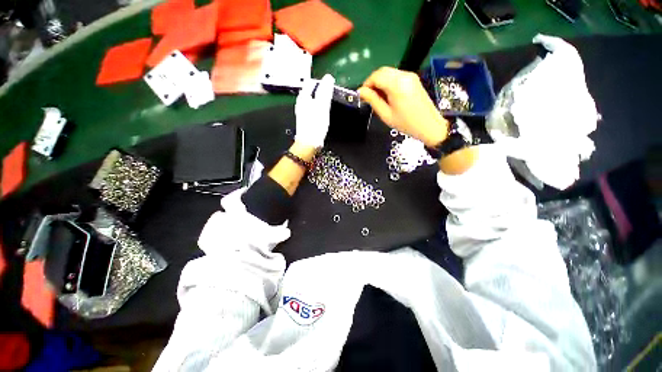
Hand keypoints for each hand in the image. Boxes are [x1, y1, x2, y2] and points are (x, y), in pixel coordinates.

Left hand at [294, 74, 335, 147]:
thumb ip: (325, 91)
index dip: (322, 82)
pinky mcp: (306, 120)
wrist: (309, 143)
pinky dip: (318, 109)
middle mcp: (301, 103)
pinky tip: (322, 114)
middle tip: (330, 96)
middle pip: (311, 91)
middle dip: (321, 91)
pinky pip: (312, 109)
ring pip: (312, 100)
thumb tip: (328, 77)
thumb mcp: (322, 106)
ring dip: (320, 100)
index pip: (311, 82)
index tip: (331, 86)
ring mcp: (303, 112)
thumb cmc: (315, 125)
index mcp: (304, 97)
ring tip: (328, 105)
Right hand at [358, 67, 447, 146]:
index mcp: (397, 85)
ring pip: (388, 72)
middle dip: (372, 82)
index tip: (362, 95)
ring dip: (380, 82)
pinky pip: (396, 76)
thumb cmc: (406, 123)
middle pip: (382, 71)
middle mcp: (404, 75)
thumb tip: (361, 92)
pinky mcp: (413, 79)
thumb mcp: (386, 114)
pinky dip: (388, 82)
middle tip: (369, 97)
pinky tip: (388, 95)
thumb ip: (373, 100)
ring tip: (378, 98)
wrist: (429, 125)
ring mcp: (410, 76)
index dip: (366, 84)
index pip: (376, 76)